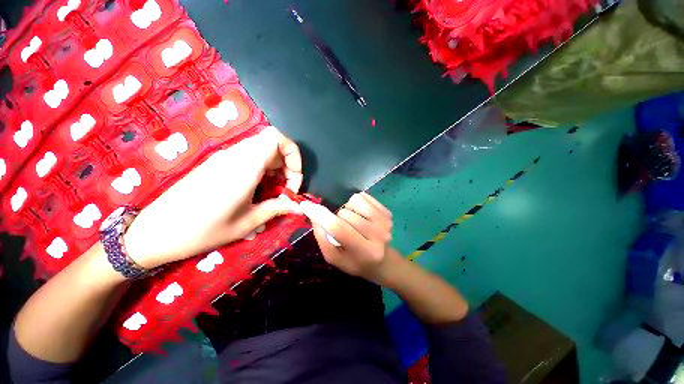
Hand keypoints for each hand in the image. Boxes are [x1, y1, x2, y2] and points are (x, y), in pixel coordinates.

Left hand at [124, 127, 302, 268]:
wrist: (155, 231)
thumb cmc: (203, 230)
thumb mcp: (247, 223)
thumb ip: (277, 208)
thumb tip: (299, 206)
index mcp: (244, 166)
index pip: (277, 138)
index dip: (294, 155)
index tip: (293, 182)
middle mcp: (235, 155)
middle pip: (272, 143)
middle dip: (288, 164)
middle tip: (286, 189)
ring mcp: (225, 157)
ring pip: (262, 149)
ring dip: (276, 167)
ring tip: (275, 191)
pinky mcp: (218, 163)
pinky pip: (250, 156)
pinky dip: (263, 168)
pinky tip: (259, 189)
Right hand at [300, 192, 393, 282]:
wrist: (383, 261)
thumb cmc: (356, 262)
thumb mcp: (334, 258)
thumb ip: (322, 238)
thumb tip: (314, 214)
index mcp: (364, 252)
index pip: (338, 228)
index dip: (320, 215)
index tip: (306, 205)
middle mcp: (378, 235)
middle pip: (345, 213)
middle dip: (337, 218)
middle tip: (342, 228)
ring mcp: (385, 222)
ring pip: (354, 201)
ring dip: (347, 209)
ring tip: (352, 221)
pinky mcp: (387, 212)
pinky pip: (364, 196)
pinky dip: (356, 203)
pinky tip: (360, 215)